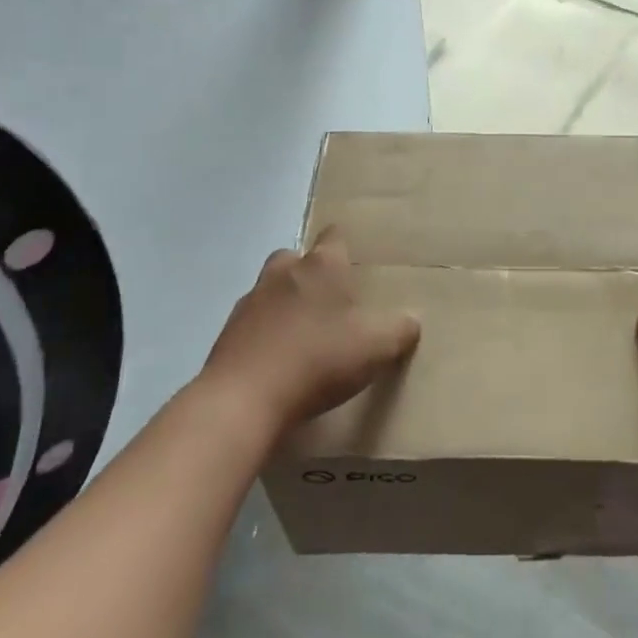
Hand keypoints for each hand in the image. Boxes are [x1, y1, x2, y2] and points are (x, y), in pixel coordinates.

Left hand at [200, 227, 419, 432]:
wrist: (243, 400)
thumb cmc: (318, 360)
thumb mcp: (376, 347)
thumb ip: (399, 330)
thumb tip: (411, 320)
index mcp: (321, 267)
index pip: (334, 237)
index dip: (344, 247)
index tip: (353, 263)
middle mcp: (282, 273)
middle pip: (295, 258)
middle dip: (308, 272)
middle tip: (327, 301)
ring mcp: (250, 302)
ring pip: (269, 290)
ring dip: (283, 304)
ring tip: (301, 336)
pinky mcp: (226, 334)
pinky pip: (251, 324)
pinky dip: (262, 335)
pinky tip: (275, 362)